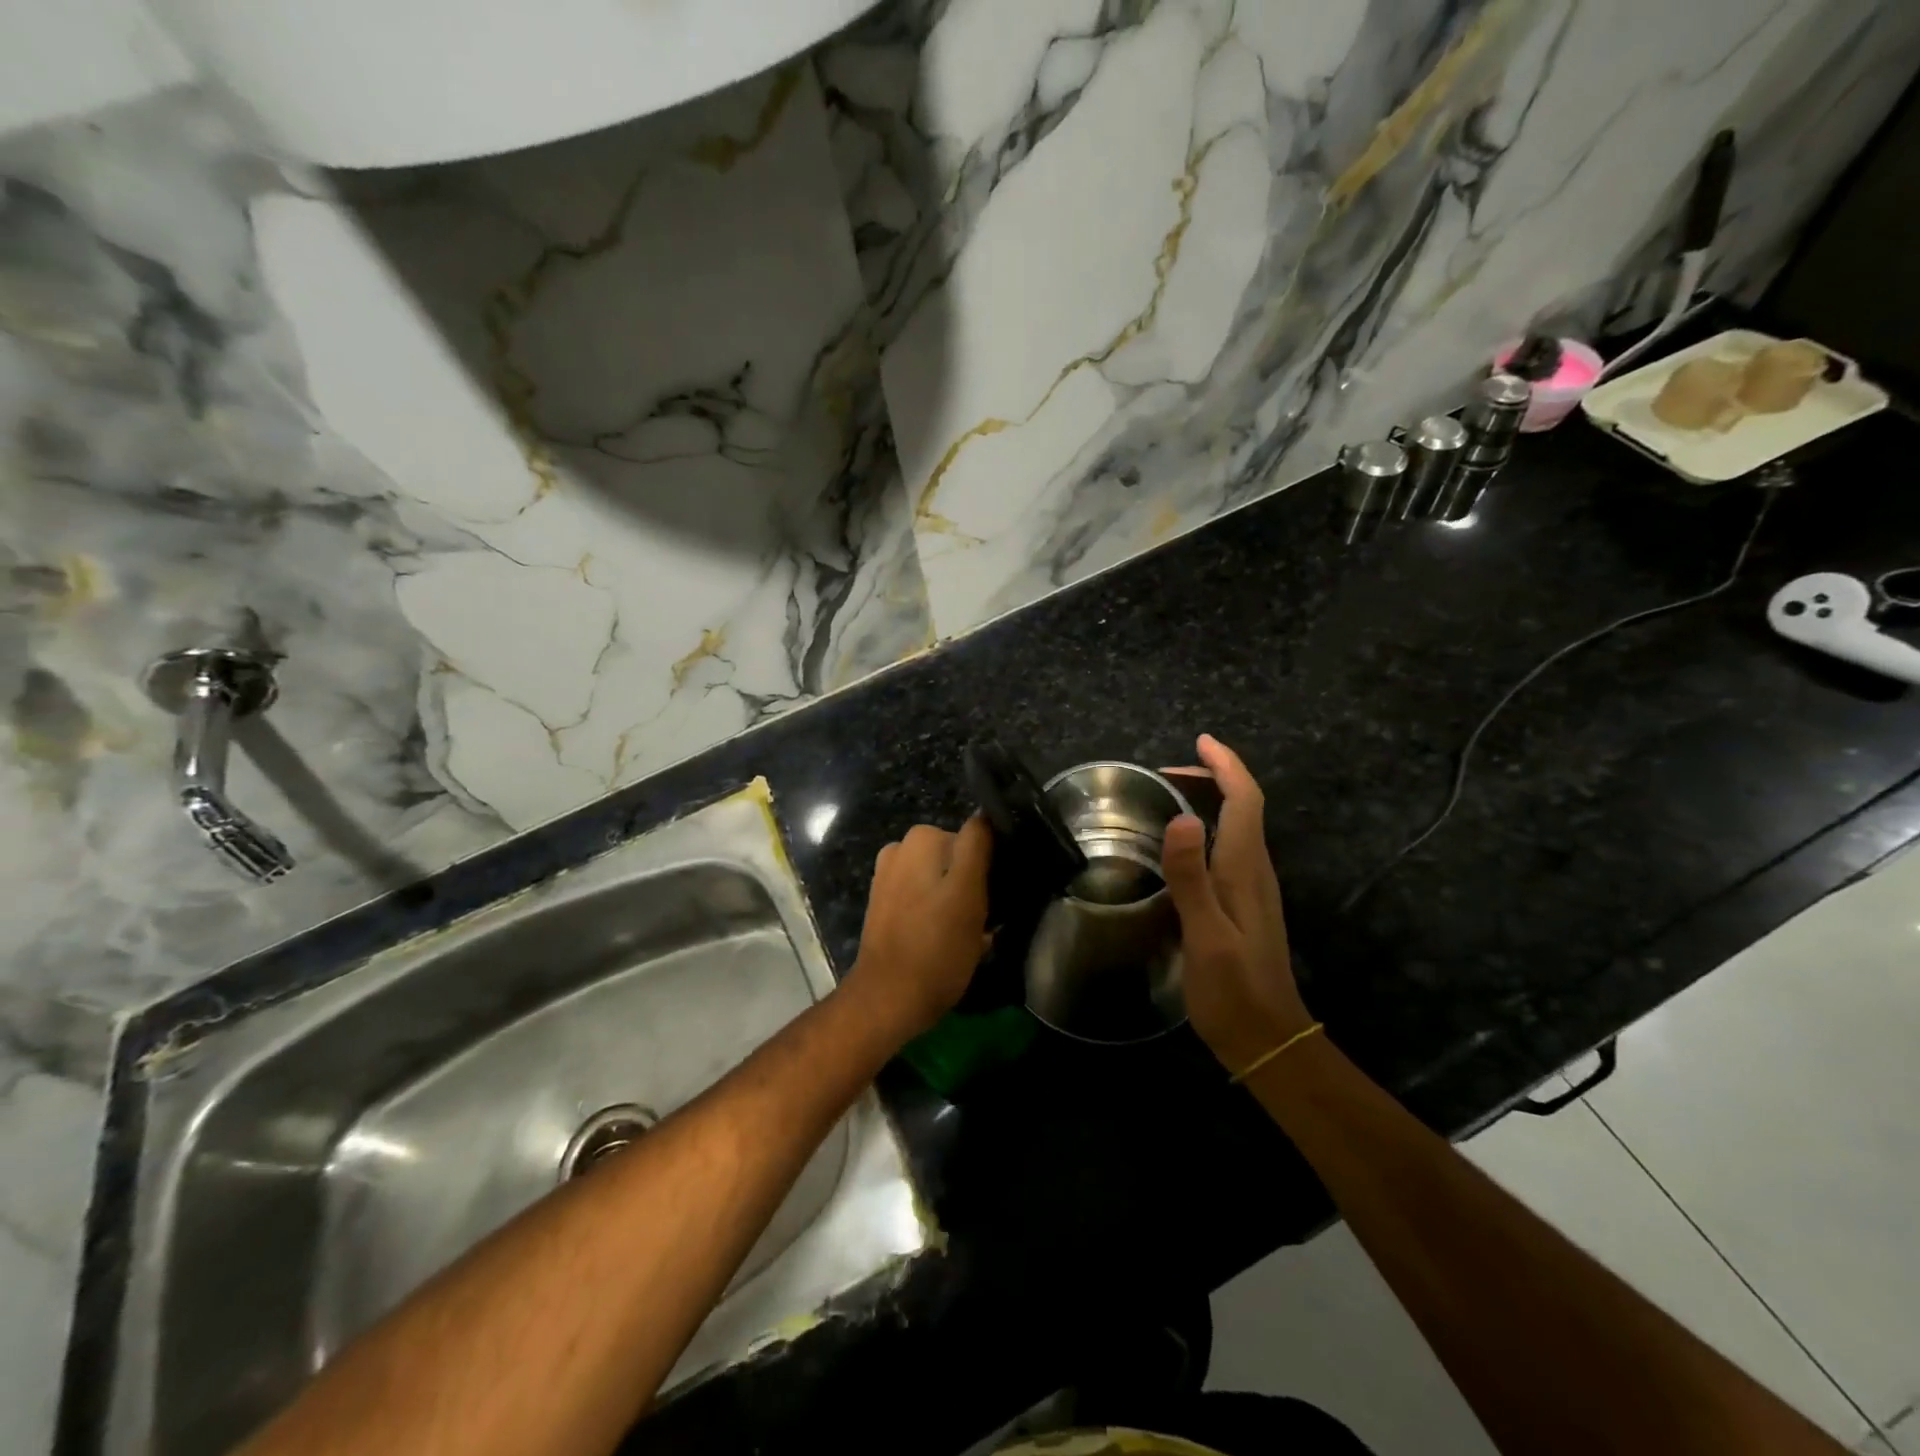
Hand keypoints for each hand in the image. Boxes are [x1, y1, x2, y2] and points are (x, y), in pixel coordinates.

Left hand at [845, 817, 993, 1043]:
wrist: (889, 998)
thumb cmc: (936, 947)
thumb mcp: (969, 894)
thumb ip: (976, 847)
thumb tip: (985, 815)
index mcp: (922, 839)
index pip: (975, 836)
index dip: (992, 863)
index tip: (1000, 891)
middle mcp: (901, 848)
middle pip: (957, 858)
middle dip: (973, 882)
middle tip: (988, 916)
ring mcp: (890, 877)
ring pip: (942, 879)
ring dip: (956, 899)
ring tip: (968, 931)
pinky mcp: (885, 904)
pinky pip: (924, 897)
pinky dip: (936, 910)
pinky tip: (944, 937)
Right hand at [1161, 735, 1313, 1076]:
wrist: (1267, 1039)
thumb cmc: (1233, 990)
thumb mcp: (1205, 934)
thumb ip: (1191, 877)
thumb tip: (1181, 817)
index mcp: (1245, 869)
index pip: (1245, 800)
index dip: (1226, 766)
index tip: (1201, 741)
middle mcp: (1254, 870)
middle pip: (1243, 806)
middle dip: (1212, 777)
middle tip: (1165, 772)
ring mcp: (1252, 888)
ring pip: (1237, 825)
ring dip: (1210, 800)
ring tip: (1169, 795)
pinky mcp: (1244, 904)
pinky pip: (1229, 847)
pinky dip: (1208, 827)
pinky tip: (1184, 842)